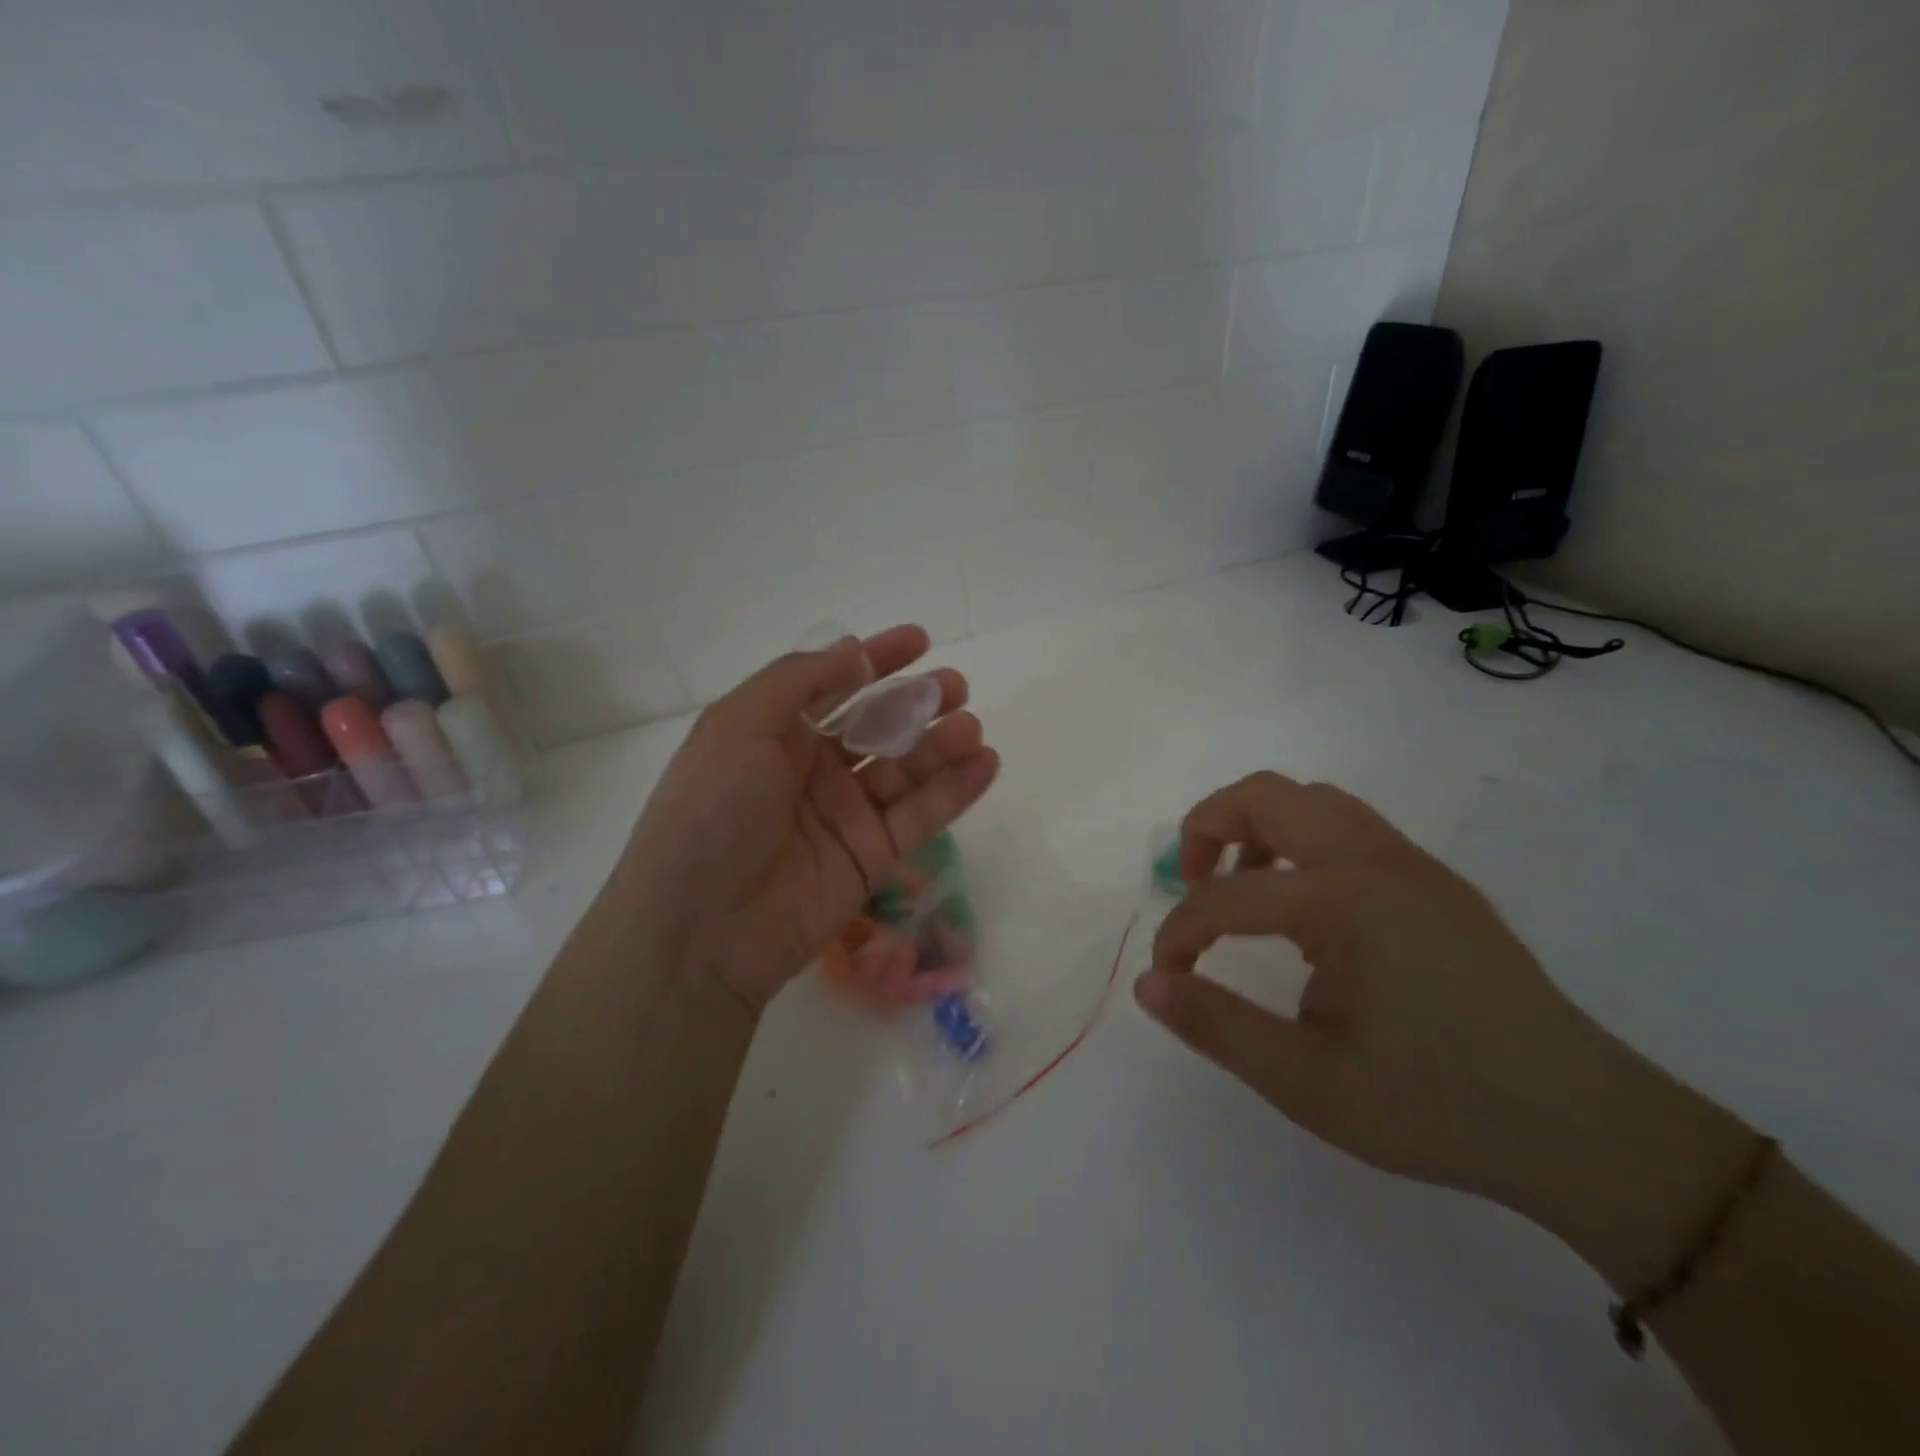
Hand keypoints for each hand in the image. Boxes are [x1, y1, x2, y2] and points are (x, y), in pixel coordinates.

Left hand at [616, 626, 999, 1014]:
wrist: (701, 928)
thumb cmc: (712, 811)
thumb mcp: (739, 726)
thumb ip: (800, 680)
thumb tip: (853, 651)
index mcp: (775, 733)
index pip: (835, 685)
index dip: (876, 660)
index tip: (920, 639)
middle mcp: (812, 769)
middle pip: (877, 725)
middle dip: (917, 702)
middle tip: (956, 687)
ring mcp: (845, 814)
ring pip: (905, 769)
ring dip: (942, 744)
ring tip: (972, 727)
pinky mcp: (872, 856)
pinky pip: (920, 815)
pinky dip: (955, 790)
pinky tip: (985, 765)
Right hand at [1136, 773, 1750, 1280]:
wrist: (1587, 1130)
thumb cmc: (1438, 1107)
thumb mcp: (1308, 1083)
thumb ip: (1216, 1025)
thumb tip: (1146, 985)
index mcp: (1345, 901)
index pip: (1226, 897)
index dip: (1179, 934)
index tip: (1166, 978)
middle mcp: (1376, 860)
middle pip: (1266, 794)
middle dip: (1208, 827)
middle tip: (1192, 885)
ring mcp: (1413, 864)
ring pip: (1312, 801)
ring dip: (1259, 828)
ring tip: (1244, 892)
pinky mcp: (1437, 882)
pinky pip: (1349, 827)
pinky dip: (1302, 844)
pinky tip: (1308, 915)